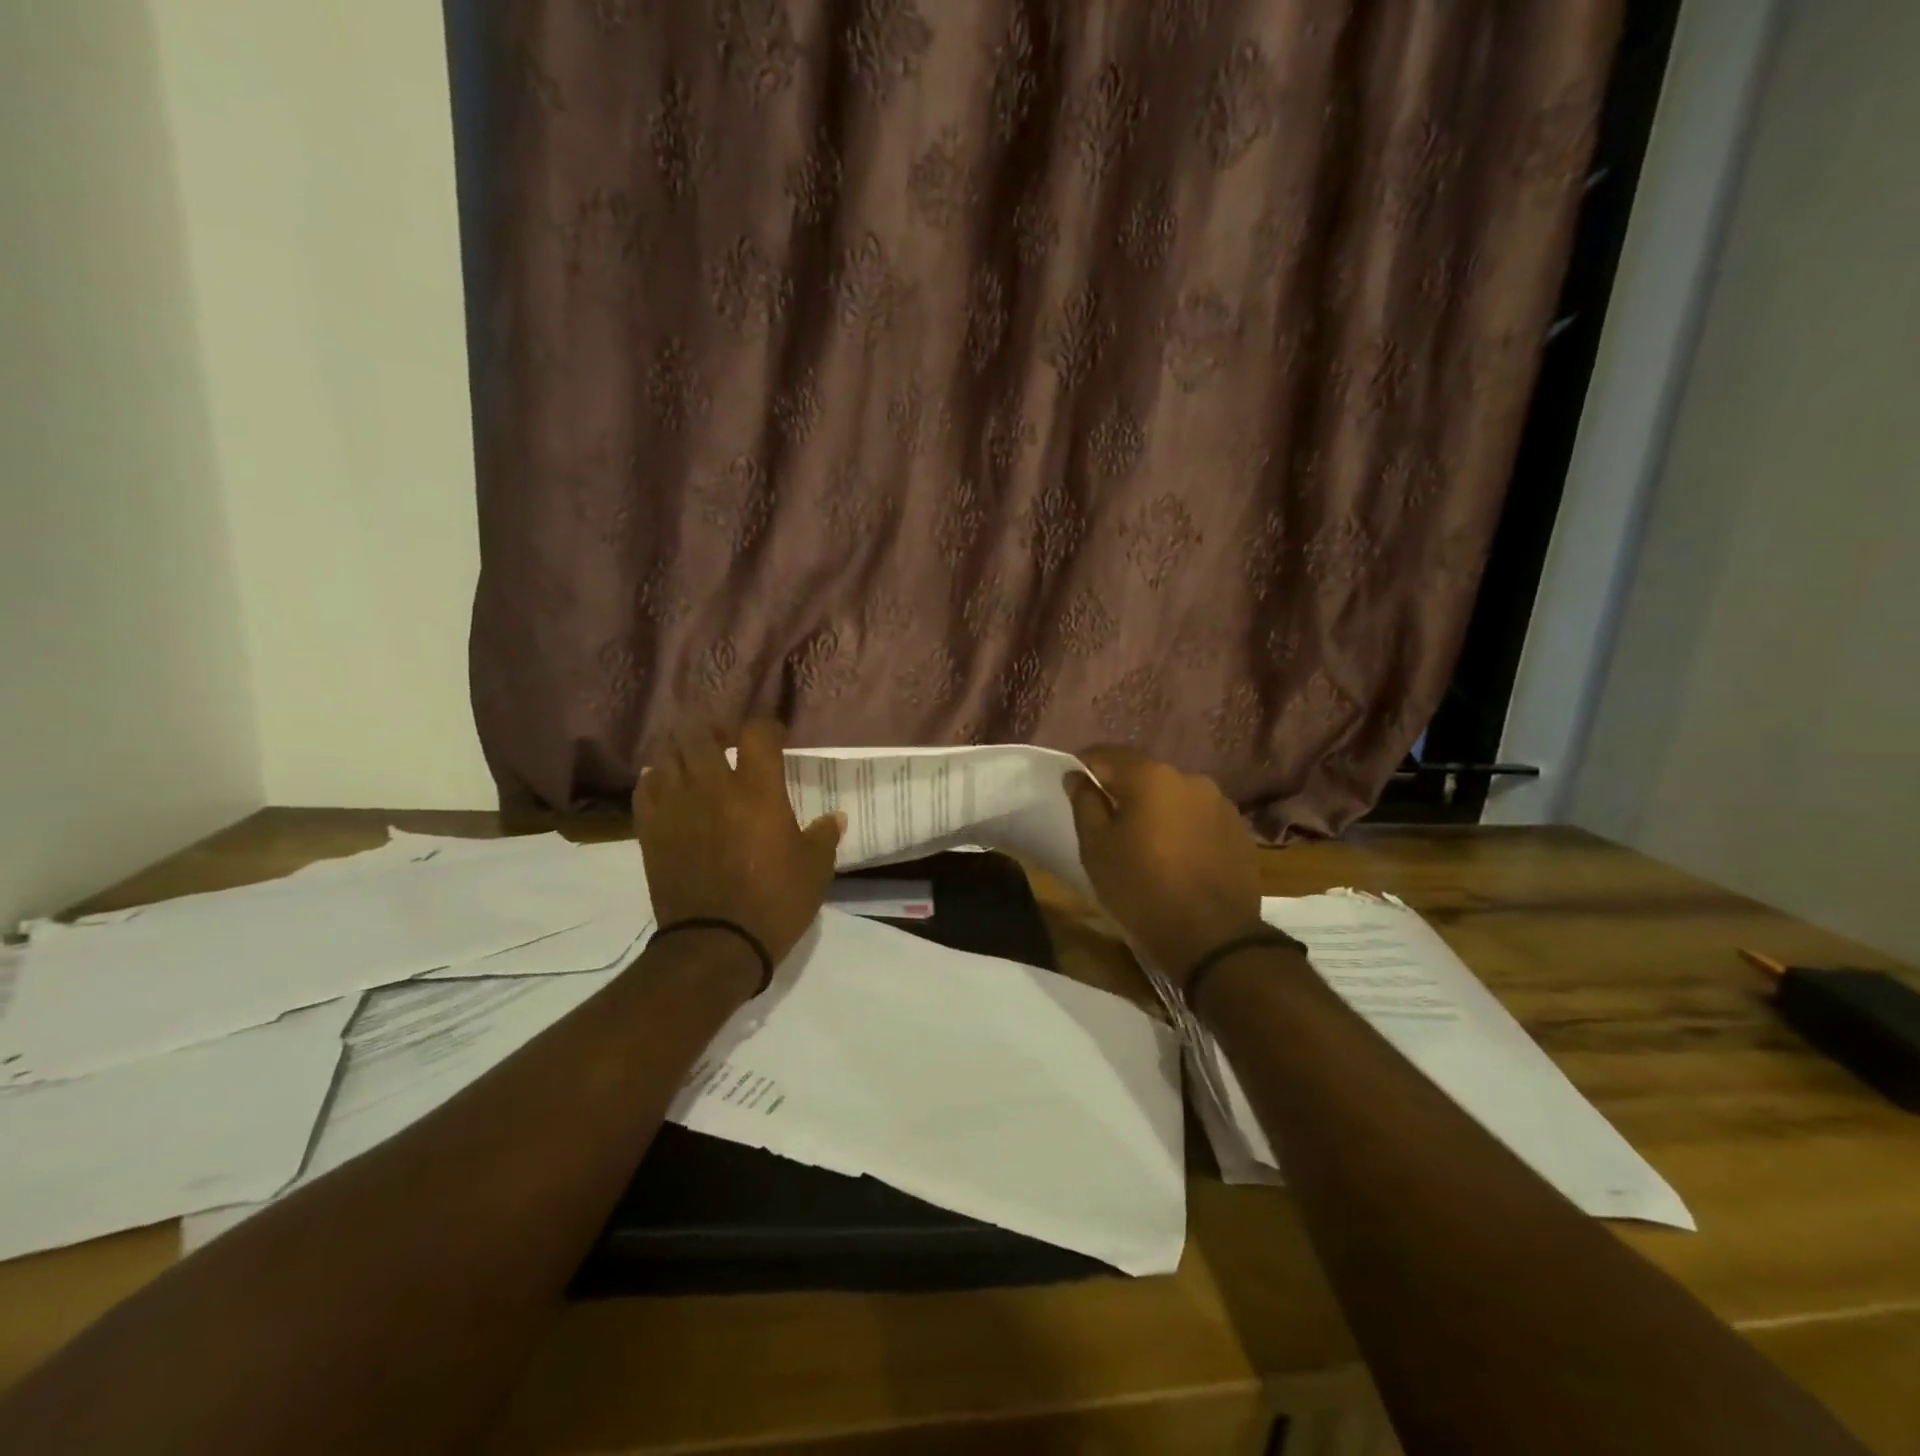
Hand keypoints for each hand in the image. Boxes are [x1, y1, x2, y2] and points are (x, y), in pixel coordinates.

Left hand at [634, 720, 844, 967]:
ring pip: (669, 755)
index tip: (775, 738)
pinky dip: (657, 778)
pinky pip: (645, 786)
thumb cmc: (775, 902)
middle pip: (702, 734)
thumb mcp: (815, 870)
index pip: (756, 733)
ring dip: (684, 752)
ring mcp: (676, 806)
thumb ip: (824, 836)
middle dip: (716, 731)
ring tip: (696, 762)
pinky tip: (668, 787)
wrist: (715, 944)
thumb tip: (835, 817)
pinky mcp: (651, 829)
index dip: (766, 728)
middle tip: (727, 743)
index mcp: (758, 790)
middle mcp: (713, 787)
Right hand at [1064, 746, 1266, 987]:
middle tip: (1108, 820)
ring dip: (1157, 809)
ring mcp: (1220, 804)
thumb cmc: (1141, 889)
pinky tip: (1178, 856)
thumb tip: (1077, 776)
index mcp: (1151, 777)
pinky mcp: (1239, 830)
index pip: (1108, 754)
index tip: (1075, 784)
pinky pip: (1200, 818)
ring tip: (1146, 841)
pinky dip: (1184, 828)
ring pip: (1175, 796)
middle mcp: (1190, 779)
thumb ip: (1085, 803)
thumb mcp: (1096, 848)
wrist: (1212, 939)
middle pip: (1145, 775)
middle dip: (1125, 791)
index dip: (1087, 766)